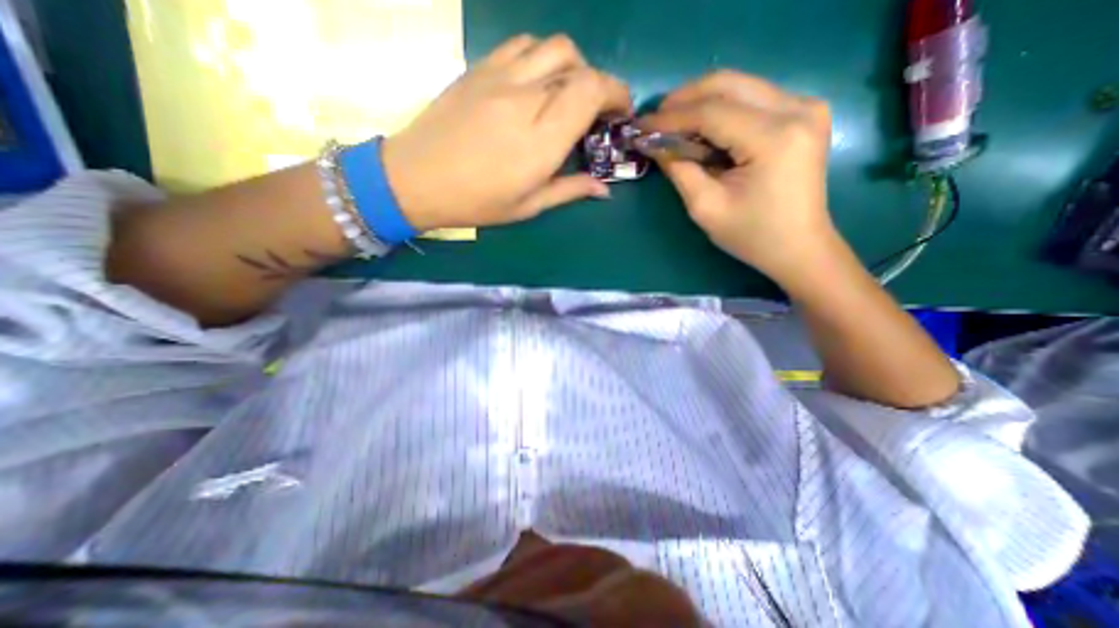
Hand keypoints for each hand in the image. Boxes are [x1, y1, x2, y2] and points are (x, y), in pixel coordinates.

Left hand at [384, 33, 628, 229]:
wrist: (416, 178)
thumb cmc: (476, 202)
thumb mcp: (528, 206)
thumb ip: (570, 190)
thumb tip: (604, 189)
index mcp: (541, 140)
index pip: (591, 91)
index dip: (615, 93)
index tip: (620, 113)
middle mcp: (525, 99)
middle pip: (578, 65)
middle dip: (599, 84)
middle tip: (597, 111)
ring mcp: (500, 77)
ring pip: (553, 46)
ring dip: (573, 66)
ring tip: (568, 94)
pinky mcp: (480, 68)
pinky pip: (523, 45)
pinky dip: (542, 57)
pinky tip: (538, 82)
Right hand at [637, 70, 838, 283]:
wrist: (799, 247)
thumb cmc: (752, 235)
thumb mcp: (706, 207)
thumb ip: (679, 170)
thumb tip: (655, 144)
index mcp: (774, 137)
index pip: (711, 112)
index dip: (671, 117)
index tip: (640, 125)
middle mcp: (796, 108)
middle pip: (728, 85)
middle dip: (684, 99)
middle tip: (655, 120)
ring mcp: (805, 106)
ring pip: (740, 86)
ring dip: (701, 101)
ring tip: (673, 124)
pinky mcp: (804, 113)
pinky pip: (753, 98)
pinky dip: (722, 108)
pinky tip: (703, 129)